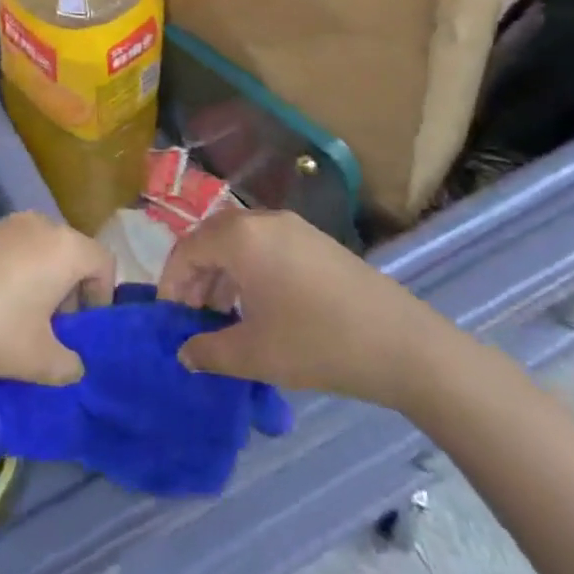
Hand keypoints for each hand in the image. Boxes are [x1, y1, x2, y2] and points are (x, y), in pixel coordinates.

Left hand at [0, 212, 115, 384]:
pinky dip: (8, 272)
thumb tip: (73, 365)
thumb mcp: (38, 360)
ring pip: (36, 249)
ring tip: (18, 320)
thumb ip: (67, 364)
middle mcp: (38, 224)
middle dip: (68, 290)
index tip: (84, 329)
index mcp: (64, 247)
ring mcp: (2, 222)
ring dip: (37, 281)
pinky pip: (6, 249)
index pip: (103, 262)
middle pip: (69, 252)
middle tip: (54, 329)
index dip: (102, 296)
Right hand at [158, 209, 452, 408]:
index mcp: (240, 237)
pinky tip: (258, 308)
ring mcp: (293, 227)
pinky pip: (265, 246)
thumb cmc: (317, 343)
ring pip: (238, 243)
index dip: (170, 284)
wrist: (403, 344)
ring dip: (221, 275)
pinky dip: (248, 271)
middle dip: (194, 277)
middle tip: (192, 318)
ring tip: (222, 317)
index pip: (186, 250)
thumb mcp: (254, 354)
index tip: (169, 319)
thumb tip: (184, 353)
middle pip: (210, 240)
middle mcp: (262, 220)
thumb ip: (208, 351)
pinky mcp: (315, 241)